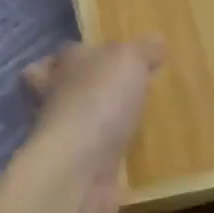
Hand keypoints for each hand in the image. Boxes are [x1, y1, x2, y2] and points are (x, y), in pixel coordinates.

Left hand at [22, 39, 164, 212]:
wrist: (80, 167)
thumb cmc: (99, 99)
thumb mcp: (127, 59)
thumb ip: (142, 50)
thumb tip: (157, 41)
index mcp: (63, 66)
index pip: (62, 55)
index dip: (80, 54)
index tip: (105, 57)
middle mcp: (57, 100)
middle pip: (63, 90)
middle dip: (87, 90)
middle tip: (123, 91)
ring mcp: (65, 138)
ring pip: (81, 125)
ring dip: (102, 125)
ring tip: (138, 122)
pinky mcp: (79, 170)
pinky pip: (98, 158)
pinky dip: (113, 157)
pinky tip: (138, 155)